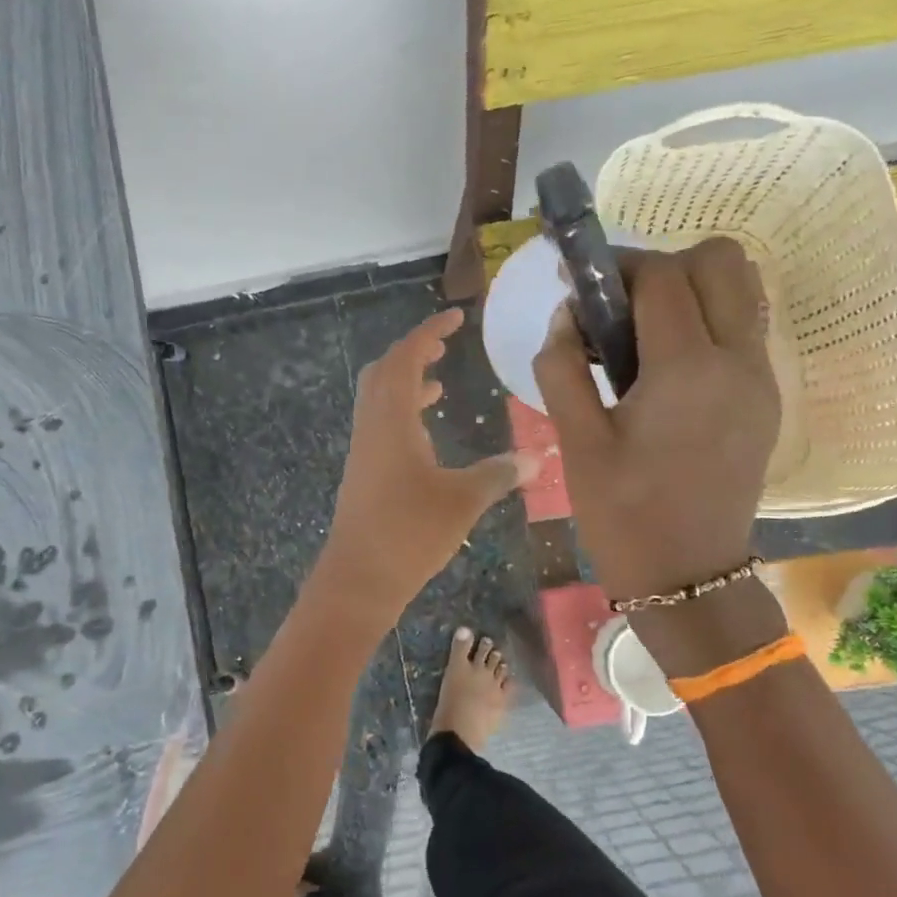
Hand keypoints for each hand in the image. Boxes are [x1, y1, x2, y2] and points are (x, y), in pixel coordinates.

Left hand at [317, 309, 537, 619]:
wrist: (358, 579)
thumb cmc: (409, 533)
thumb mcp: (463, 500)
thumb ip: (499, 473)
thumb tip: (538, 457)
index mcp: (391, 419)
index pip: (406, 358)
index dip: (428, 332)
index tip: (454, 317)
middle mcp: (372, 425)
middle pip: (384, 371)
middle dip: (413, 352)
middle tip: (445, 346)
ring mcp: (364, 449)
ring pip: (379, 398)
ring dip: (407, 382)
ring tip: (439, 382)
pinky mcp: (363, 471)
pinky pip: (381, 423)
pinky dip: (403, 412)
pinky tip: (427, 433)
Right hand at [533, 239, 779, 607]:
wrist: (689, 576)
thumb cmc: (623, 513)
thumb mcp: (576, 441)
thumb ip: (561, 367)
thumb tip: (565, 316)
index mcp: (687, 370)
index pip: (661, 276)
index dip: (615, 265)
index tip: (578, 282)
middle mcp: (738, 360)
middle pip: (720, 260)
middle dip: (663, 264)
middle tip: (618, 304)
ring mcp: (762, 378)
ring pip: (742, 288)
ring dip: (692, 286)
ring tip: (643, 329)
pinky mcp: (767, 397)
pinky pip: (744, 326)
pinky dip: (708, 318)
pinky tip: (666, 362)